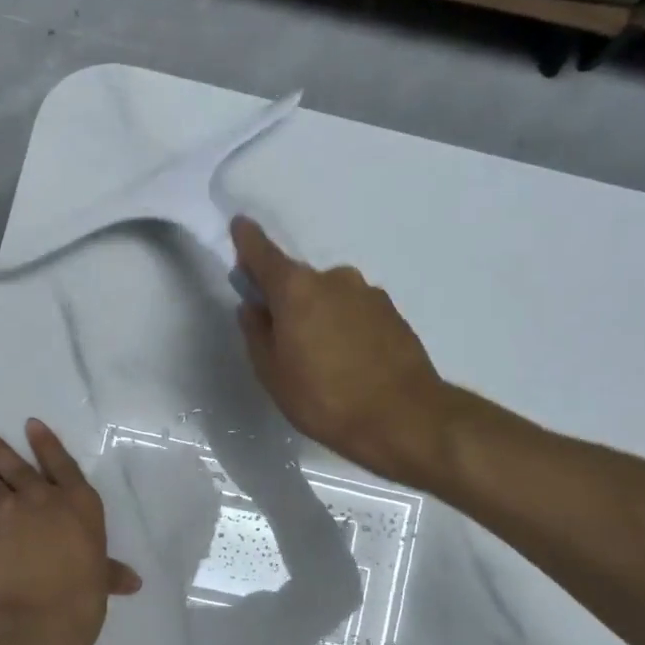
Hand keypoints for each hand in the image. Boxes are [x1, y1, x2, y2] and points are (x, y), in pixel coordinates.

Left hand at [0, 419, 140, 644]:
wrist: (33, 621)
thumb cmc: (80, 599)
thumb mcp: (100, 582)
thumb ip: (110, 573)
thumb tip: (131, 582)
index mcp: (80, 504)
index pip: (61, 464)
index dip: (46, 443)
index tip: (30, 424)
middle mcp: (43, 499)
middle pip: (17, 465)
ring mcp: (9, 512)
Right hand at [230, 217, 453, 486]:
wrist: (404, 418)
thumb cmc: (325, 398)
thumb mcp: (273, 374)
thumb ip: (257, 334)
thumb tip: (254, 307)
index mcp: (296, 289)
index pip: (263, 253)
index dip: (248, 241)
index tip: (239, 226)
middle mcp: (334, 279)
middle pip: (299, 281)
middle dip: (287, 300)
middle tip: (283, 339)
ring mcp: (369, 294)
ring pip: (330, 297)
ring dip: (320, 315)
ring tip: (322, 360)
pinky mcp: (393, 313)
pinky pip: (356, 312)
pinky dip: (346, 327)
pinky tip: (350, 362)